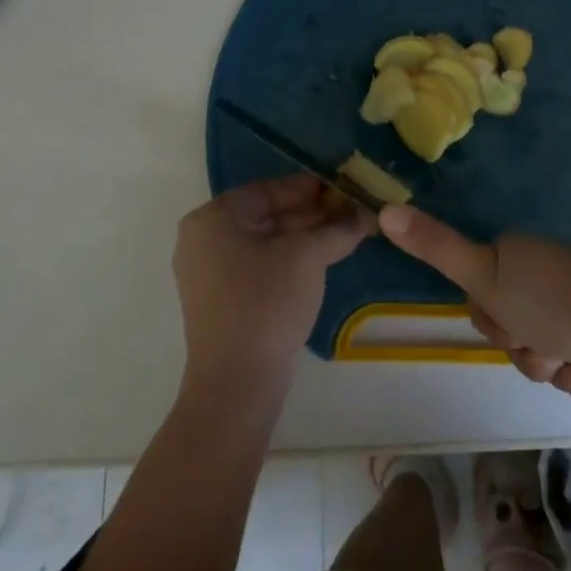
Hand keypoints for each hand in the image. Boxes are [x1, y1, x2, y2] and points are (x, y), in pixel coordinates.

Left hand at [174, 174, 370, 400]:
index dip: (310, 188)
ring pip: (264, 241)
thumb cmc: (267, 301)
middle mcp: (203, 239)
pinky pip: (257, 265)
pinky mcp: (219, 300)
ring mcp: (208, 272)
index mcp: (213, 218)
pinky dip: (288, 259)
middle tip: (351, 213)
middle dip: (311, 214)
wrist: (237, 382)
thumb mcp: (308, 256)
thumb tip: (367, 212)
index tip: (344, 188)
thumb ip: (338, 228)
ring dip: (304, 237)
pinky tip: (321, 261)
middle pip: (266, 214)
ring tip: (344, 235)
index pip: (269, 189)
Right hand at [379, 205, 570, 402]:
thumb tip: (383, 207)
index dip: (493, 323)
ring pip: (541, 352)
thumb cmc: (554, 302)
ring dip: (554, 368)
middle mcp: (540, 275)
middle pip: (510, 330)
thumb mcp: (485, 277)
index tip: (512, 323)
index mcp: (512, 257)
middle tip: (545, 346)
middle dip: (526, 351)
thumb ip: (435, 247)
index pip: (481, 302)